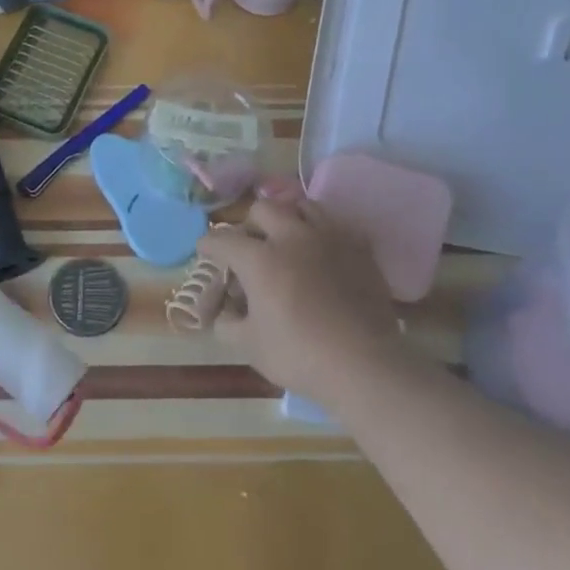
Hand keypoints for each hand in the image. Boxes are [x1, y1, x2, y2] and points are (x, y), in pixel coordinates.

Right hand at [202, 197, 401, 410]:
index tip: (205, 251)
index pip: (223, 239)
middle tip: (249, 246)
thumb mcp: (249, 345)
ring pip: (302, 206)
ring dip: (287, 218)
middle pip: (262, 209)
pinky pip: (335, 224)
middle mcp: (292, 237)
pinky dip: (321, 231)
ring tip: (286, 239)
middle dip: (249, 224)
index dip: (209, 244)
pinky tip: (320, 250)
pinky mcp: (359, 247)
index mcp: (259, 259)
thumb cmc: (299, 354)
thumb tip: (224, 312)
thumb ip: (227, 323)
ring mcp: (329, 237)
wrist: (364, 364)